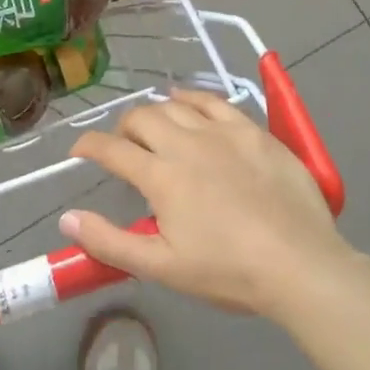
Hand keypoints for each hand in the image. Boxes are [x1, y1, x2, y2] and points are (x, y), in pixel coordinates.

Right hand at [63, 88, 365, 322]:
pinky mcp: (254, 132)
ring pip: (176, 105)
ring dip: (156, 112)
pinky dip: (194, 98)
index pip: (111, 149)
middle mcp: (186, 144)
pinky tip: (190, 103)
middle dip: (122, 128)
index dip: (88, 146)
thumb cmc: (228, 271)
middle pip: (142, 118)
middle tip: (123, 146)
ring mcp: (223, 133)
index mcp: (161, 177)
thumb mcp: (162, 267)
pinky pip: (216, 102)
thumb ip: (110, 242)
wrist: (301, 265)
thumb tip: (68, 218)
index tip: (80, 151)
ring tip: (154, 126)